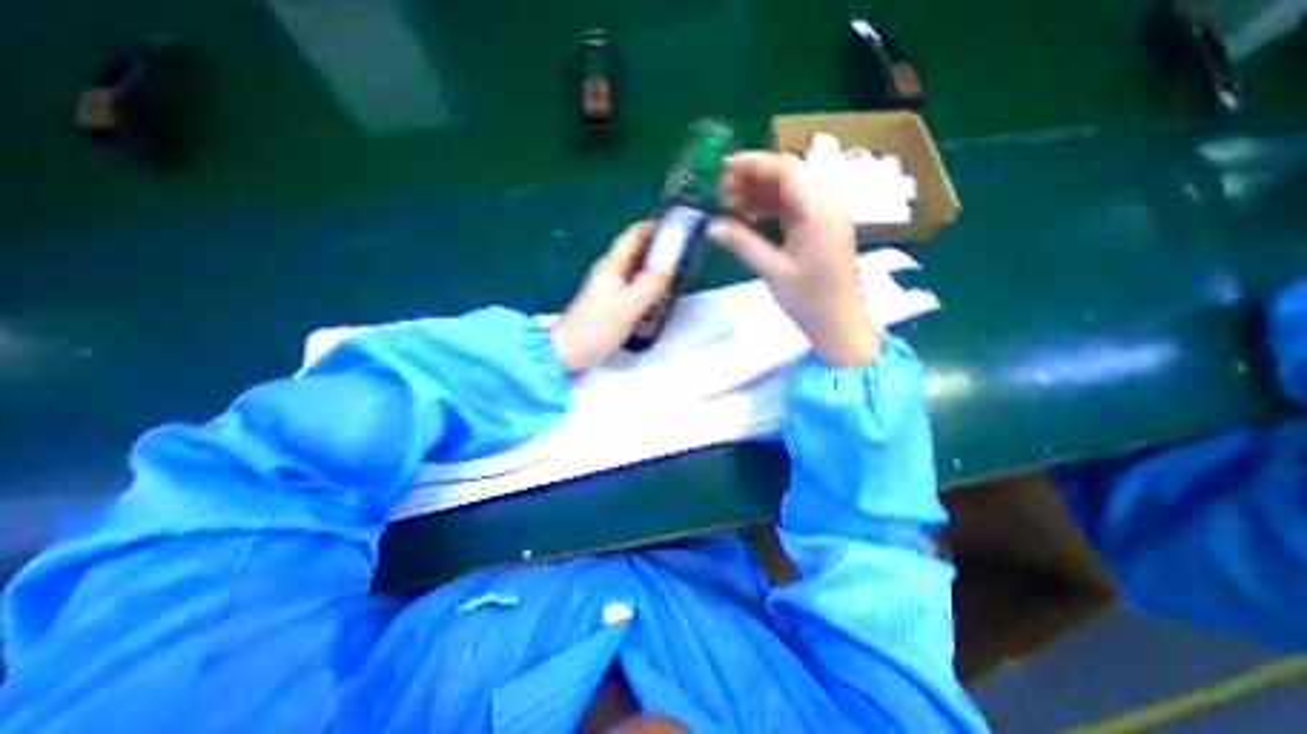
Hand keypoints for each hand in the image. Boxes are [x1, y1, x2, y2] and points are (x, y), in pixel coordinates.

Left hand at [551, 220, 671, 372]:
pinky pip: (634, 282)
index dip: (655, 226)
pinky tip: (661, 291)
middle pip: (636, 248)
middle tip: (686, 251)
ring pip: (636, 266)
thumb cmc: (596, 328)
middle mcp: (610, 270)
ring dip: (656, 264)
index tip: (680, 227)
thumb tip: (671, 262)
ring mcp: (609, 285)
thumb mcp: (627, 307)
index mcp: (612, 265)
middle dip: (660, 246)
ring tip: (680, 270)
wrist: (568, 351)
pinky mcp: (611, 299)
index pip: (634, 234)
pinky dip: (649, 281)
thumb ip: (650, 284)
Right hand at [704, 151, 875, 365]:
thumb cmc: (809, 300)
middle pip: (789, 176)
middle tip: (723, 193)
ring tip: (731, 205)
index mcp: (818, 209)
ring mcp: (826, 217)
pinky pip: (795, 209)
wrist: (840, 325)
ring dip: (761, 193)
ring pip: (790, 192)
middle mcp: (827, 204)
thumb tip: (712, 226)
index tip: (723, 170)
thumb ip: (742, 242)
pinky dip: (771, 208)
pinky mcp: (822, 230)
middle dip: (754, 178)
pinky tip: (750, 217)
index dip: (753, 164)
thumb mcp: (772, 270)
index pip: (785, 169)